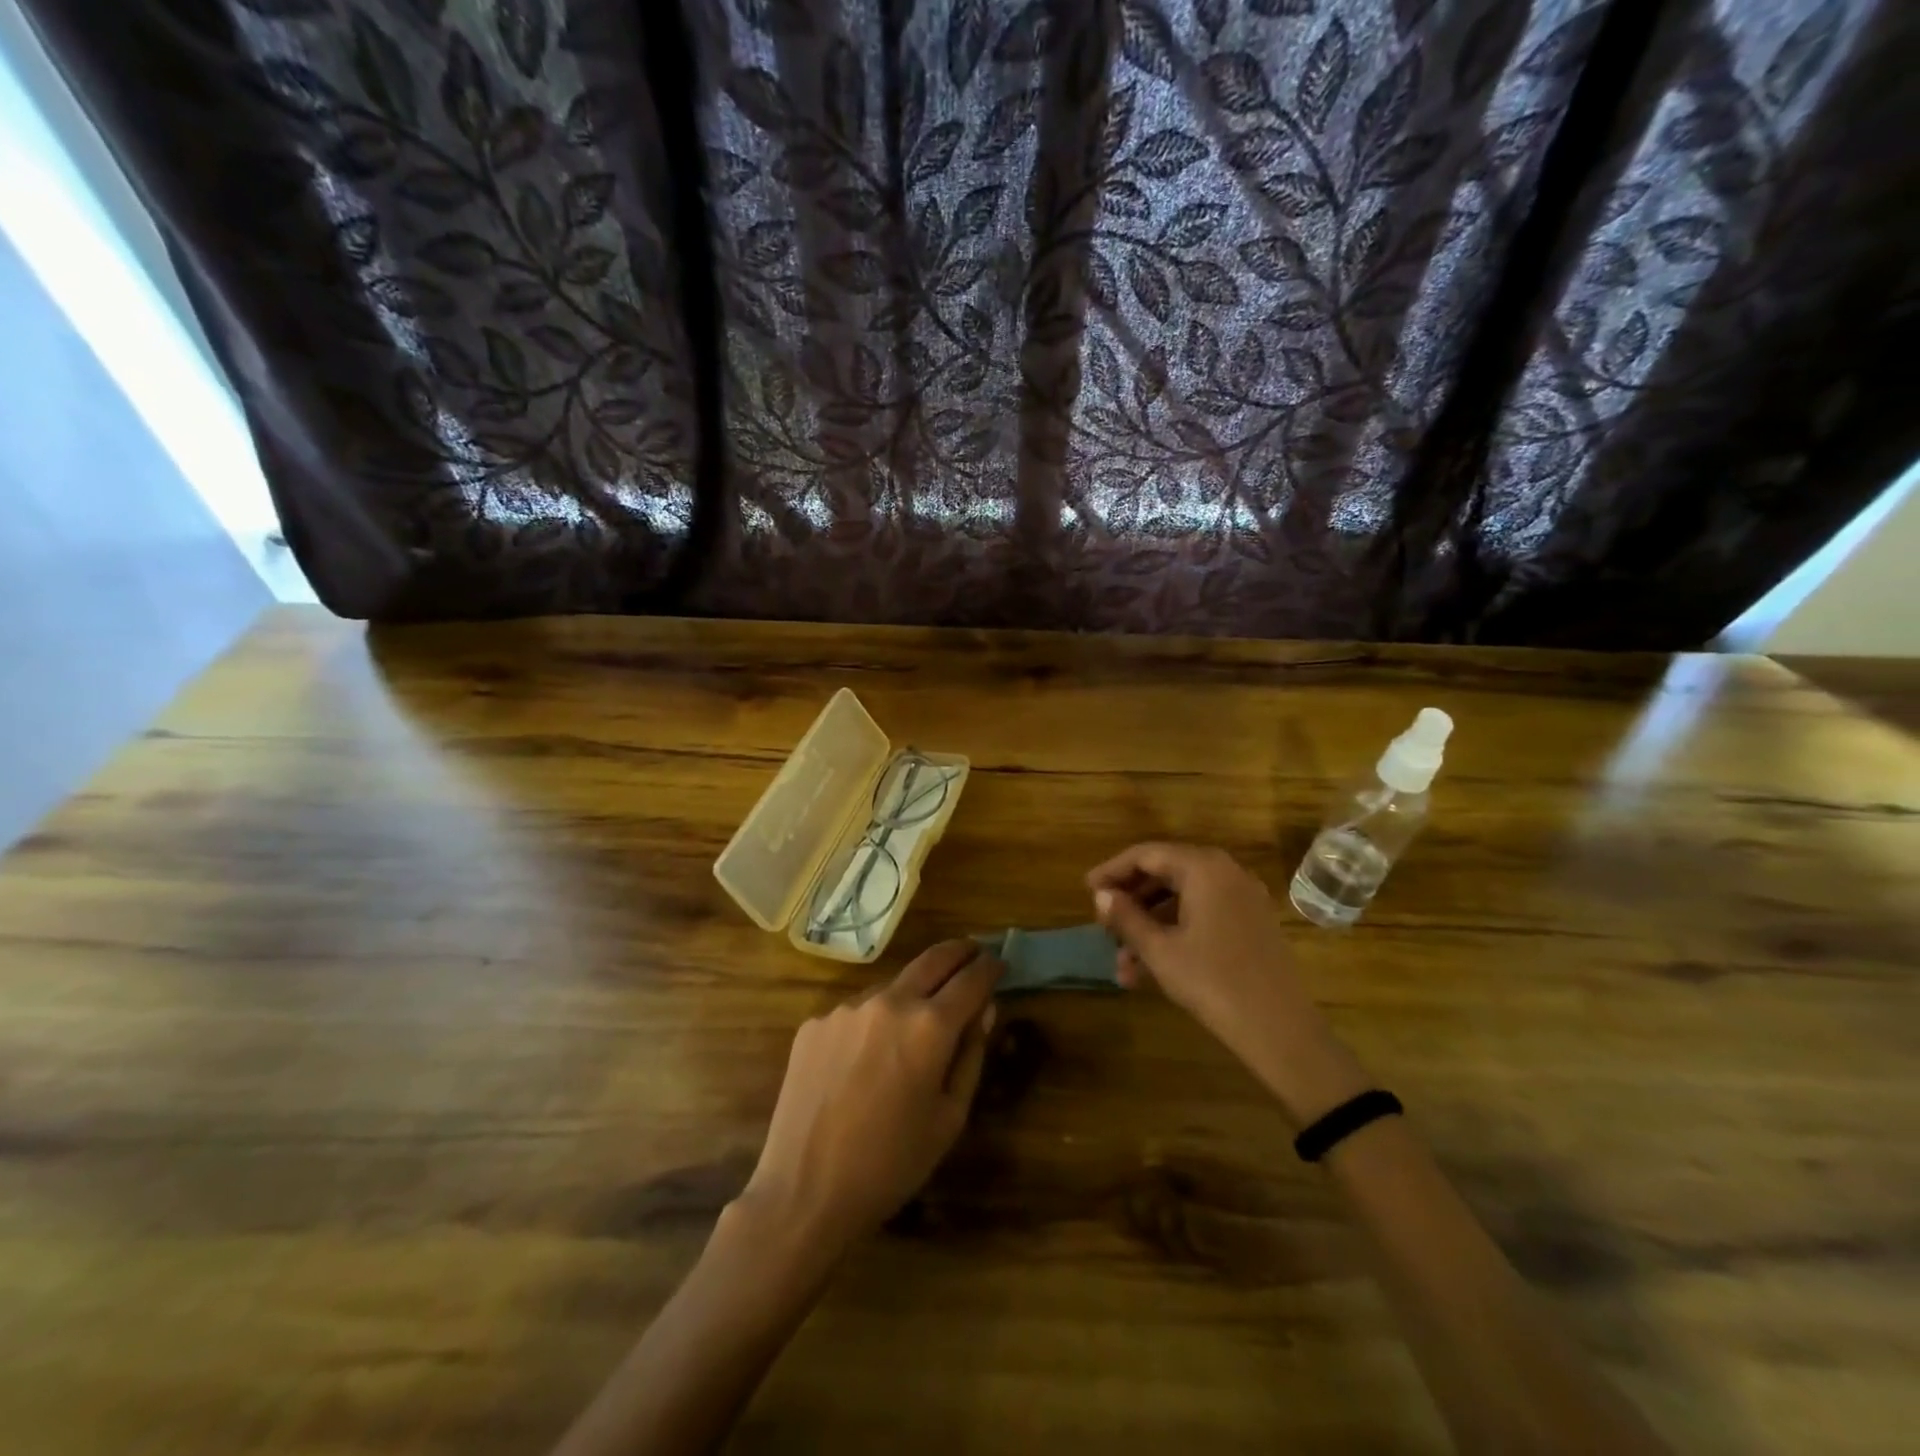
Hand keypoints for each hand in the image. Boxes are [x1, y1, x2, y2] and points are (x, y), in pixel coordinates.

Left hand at [739, 940, 1000, 1257]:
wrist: (804, 1192)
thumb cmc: (892, 1164)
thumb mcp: (949, 1118)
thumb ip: (971, 1056)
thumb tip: (984, 1010)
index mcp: (929, 1027)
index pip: (971, 979)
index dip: (989, 967)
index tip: (999, 961)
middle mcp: (888, 1002)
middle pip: (932, 960)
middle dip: (958, 952)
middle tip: (973, 952)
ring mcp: (846, 1009)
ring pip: (892, 986)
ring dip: (912, 992)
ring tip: (917, 1019)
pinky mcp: (815, 1023)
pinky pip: (856, 1012)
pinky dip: (874, 1021)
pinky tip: (867, 1058)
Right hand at [1087, 843, 1367, 1124]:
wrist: (1281, 1031)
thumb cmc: (1213, 982)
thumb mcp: (1160, 950)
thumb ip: (1127, 917)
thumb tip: (1101, 895)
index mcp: (1203, 868)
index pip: (1146, 854)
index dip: (1112, 871)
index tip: (1086, 890)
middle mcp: (1226, 873)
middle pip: (1165, 873)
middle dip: (1130, 901)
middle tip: (1103, 926)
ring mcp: (1242, 899)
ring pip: (1181, 900)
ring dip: (1148, 926)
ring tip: (1121, 963)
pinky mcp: (1250, 924)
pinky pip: (1202, 915)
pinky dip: (1174, 933)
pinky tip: (1148, 970)